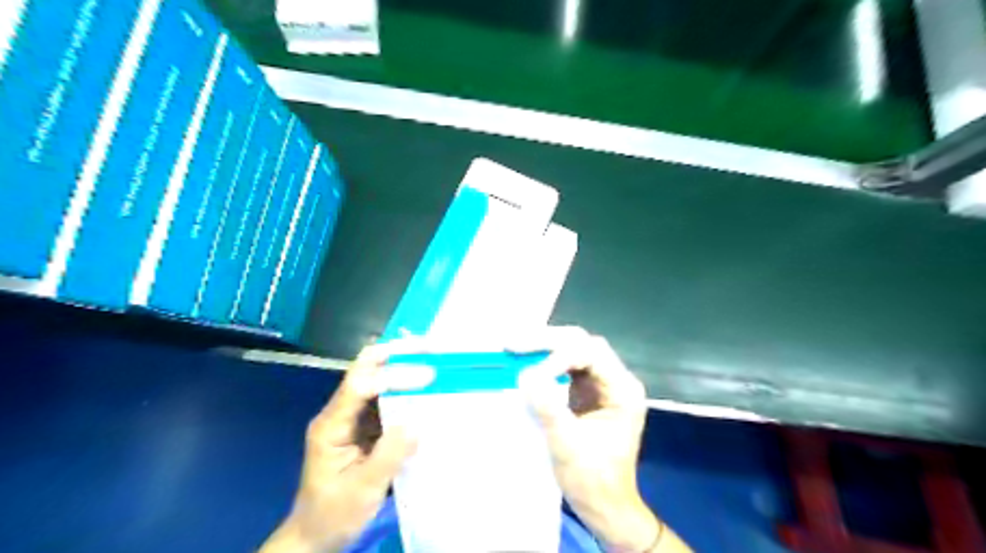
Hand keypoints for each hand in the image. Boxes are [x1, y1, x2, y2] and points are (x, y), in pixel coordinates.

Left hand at [259, 343, 429, 551]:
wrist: (315, 535)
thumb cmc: (333, 514)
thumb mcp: (362, 491)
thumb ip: (388, 456)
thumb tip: (416, 424)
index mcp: (331, 425)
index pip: (360, 386)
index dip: (394, 376)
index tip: (427, 376)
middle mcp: (340, 413)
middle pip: (364, 368)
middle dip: (396, 354)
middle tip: (429, 347)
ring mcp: (353, 417)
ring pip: (377, 379)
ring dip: (404, 367)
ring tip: (434, 360)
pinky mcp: (365, 426)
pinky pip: (386, 400)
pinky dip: (407, 390)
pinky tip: (427, 390)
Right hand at [517, 328, 691, 551]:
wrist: (605, 506)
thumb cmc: (594, 480)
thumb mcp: (569, 445)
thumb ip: (549, 408)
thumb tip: (525, 375)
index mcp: (622, 389)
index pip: (591, 354)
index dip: (559, 357)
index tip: (531, 376)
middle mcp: (616, 379)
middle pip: (582, 343)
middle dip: (548, 341)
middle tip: (513, 344)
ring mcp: (602, 384)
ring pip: (574, 350)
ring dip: (544, 347)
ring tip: (515, 347)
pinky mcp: (588, 392)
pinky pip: (566, 366)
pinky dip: (546, 361)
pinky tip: (527, 362)